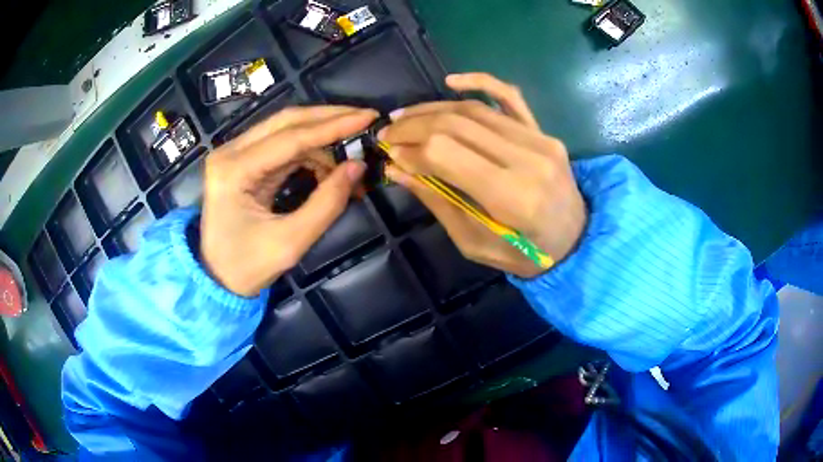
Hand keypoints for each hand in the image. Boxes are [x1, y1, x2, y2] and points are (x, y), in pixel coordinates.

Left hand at [200, 106, 377, 295]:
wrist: (216, 279)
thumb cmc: (247, 266)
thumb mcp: (291, 242)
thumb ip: (327, 203)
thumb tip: (358, 166)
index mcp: (234, 170)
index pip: (291, 138)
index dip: (333, 126)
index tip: (369, 118)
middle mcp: (231, 152)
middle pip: (286, 121)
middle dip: (329, 118)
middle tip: (365, 119)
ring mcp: (235, 154)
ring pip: (286, 130)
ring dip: (321, 139)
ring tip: (350, 159)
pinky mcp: (243, 162)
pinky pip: (282, 146)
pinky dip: (309, 153)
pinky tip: (329, 167)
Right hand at [380, 73, 585, 277]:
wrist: (576, 241)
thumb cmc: (525, 255)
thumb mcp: (475, 243)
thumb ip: (438, 202)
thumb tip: (398, 168)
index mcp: (511, 196)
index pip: (446, 153)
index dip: (411, 149)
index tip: (389, 153)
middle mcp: (528, 159)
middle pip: (457, 124)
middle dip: (414, 125)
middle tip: (388, 132)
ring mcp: (540, 139)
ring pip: (476, 110)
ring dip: (432, 109)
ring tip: (404, 116)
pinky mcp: (544, 131)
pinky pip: (510, 97)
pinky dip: (480, 81)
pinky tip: (450, 81)